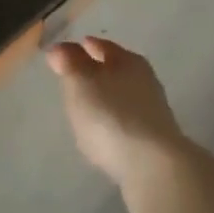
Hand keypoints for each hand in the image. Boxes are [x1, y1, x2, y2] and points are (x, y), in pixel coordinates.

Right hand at [45, 37, 190, 212]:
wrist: (153, 166)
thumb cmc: (111, 115)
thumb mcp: (80, 84)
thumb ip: (69, 64)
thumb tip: (60, 48)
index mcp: (128, 60)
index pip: (102, 46)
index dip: (82, 47)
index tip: (65, 52)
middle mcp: (144, 79)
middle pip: (115, 69)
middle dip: (95, 71)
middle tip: (73, 78)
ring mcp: (152, 111)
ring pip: (122, 96)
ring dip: (105, 99)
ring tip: (85, 108)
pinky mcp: (154, 140)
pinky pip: (126, 121)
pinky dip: (113, 122)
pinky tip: (103, 134)